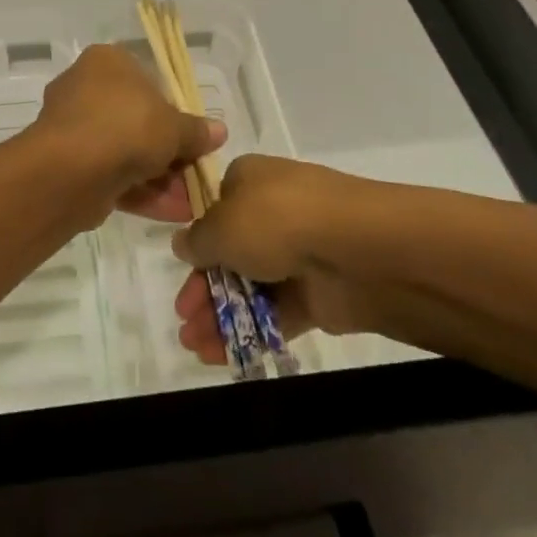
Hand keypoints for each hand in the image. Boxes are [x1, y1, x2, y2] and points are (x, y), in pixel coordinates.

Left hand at [30, 45, 225, 224]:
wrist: (71, 169)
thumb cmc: (126, 126)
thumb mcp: (174, 127)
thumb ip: (196, 131)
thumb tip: (219, 131)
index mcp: (107, 62)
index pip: (146, 79)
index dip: (173, 110)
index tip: (192, 136)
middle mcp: (84, 88)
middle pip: (136, 119)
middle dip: (167, 152)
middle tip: (195, 173)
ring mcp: (73, 127)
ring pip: (124, 151)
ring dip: (158, 178)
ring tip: (190, 204)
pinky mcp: (67, 163)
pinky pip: (110, 174)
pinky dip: (139, 192)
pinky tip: (171, 213)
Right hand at [168, 155, 388, 363]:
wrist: (355, 249)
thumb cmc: (276, 220)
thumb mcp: (220, 225)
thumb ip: (197, 240)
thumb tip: (183, 243)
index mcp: (250, 181)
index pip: (217, 208)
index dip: (197, 241)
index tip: (181, 270)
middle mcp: (273, 213)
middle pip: (230, 253)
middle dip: (203, 287)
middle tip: (184, 318)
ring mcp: (297, 255)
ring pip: (250, 286)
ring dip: (219, 315)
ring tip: (193, 345)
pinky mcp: (316, 294)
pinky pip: (274, 313)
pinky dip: (247, 332)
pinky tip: (218, 355)